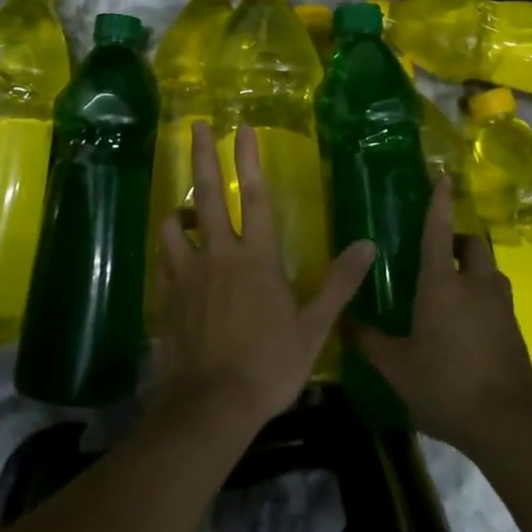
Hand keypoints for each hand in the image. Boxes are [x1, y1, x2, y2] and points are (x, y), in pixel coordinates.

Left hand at [152, 121, 375, 434]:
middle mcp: (218, 254)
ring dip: (178, 208)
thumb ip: (339, 283)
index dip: (249, 159)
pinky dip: (168, 249)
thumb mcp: (314, 328)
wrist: (210, 405)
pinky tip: (172, 256)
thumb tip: (367, 245)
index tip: (242, 128)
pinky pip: (163, 259)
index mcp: (256, 257)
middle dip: (202, 156)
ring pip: (174, 224)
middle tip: (196, 126)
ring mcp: (187, 273)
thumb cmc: (269, 365)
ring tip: (182, 206)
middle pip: (207, 194)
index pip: (254, 195)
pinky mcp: (167, 295)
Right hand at [352, 184, 531, 458]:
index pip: (439, 231)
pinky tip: (468, 324)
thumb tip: (343, 321)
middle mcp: (475, 285)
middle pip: (473, 244)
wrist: (507, 424)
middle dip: (459, 241)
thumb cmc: (444, 385)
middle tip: (440, 256)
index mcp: (442, 284)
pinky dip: (484, 298)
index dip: (439, 203)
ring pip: (489, 271)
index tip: (442, 179)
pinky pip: (497, 298)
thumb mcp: (397, 367)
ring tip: (453, 290)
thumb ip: (368, 341)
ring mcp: (500, 306)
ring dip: (474, 269)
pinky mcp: (515, 329)